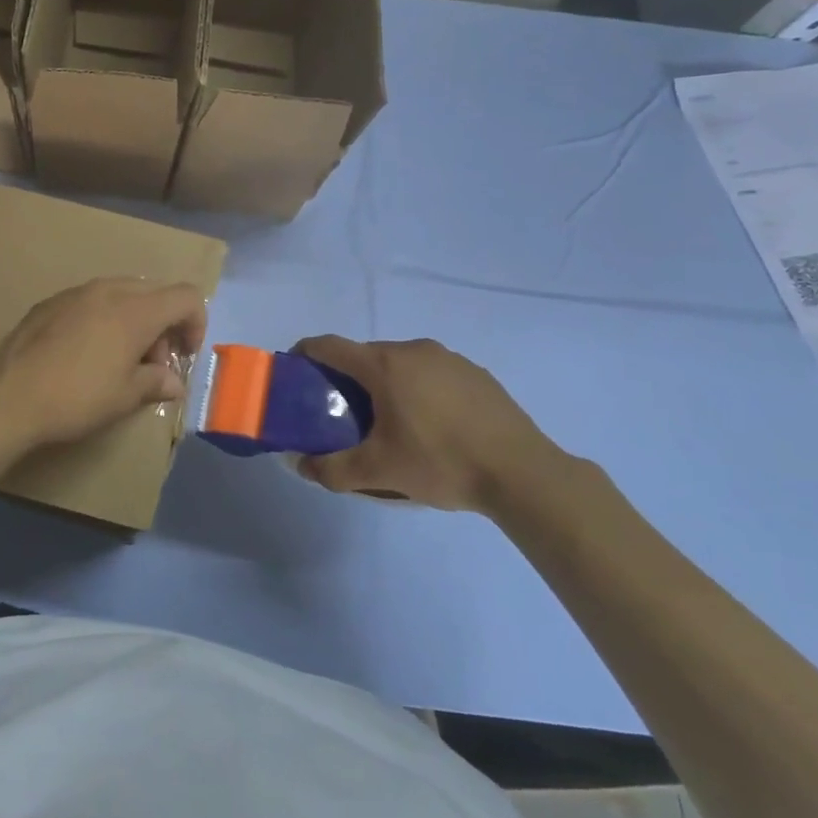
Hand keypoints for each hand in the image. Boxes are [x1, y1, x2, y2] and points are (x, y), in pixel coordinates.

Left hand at [0, 279, 208, 451]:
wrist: (9, 396)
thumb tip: (174, 382)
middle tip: (153, 364)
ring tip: (120, 359)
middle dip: (164, 325)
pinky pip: (91, 300)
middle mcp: (109, 290)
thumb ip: (156, 382)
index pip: (186, 297)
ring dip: (134, 320)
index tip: (184, 355)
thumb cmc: (77, 397)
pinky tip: (86, 352)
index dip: (196, 324)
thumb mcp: (125, 397)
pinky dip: (104, 319)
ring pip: (122, 294)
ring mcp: (76, 292)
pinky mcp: (51, 302)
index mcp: (136, 310)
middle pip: (155, 293)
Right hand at [292, 336, 568, 510]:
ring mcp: (449, 358)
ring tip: (387, 421)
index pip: (330, 345)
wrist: (522, 472)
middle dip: (346, 377)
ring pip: (400, 363)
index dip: (305, 353)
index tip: (294, 371)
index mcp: (384, 365)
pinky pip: (431, 373)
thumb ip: (332, 469)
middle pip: (365, 354)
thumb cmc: (441, 462)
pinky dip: (417, 388)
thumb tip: (300, 465)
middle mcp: (413, 350)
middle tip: (341, 411)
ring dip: (384, 383)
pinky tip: (431, 424)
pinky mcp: (475, 373)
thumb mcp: (379, 472)